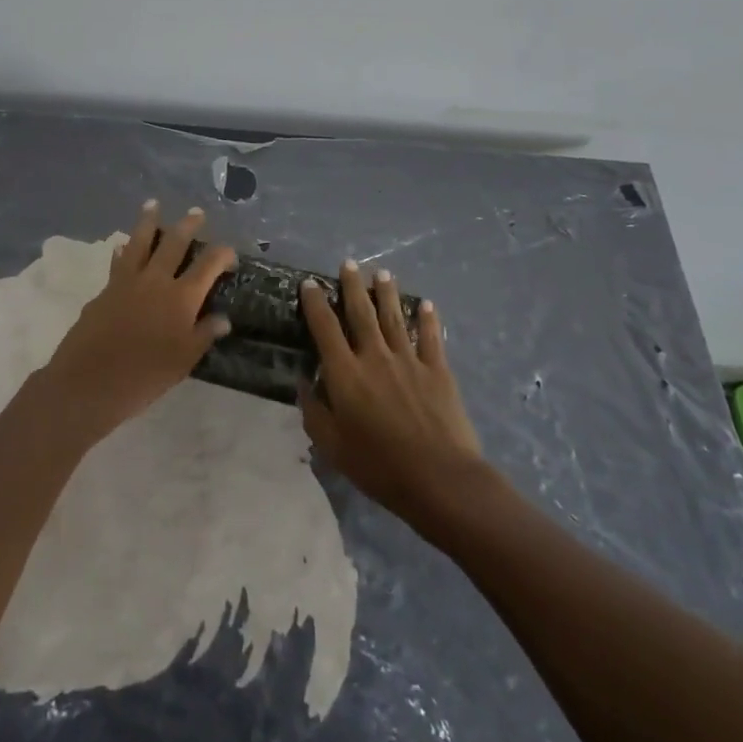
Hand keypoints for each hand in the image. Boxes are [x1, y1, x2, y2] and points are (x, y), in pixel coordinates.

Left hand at [40, 202, 236, 439]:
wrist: (89, 382)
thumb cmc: (144, 376)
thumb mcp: (184, 361)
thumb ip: (204, 334)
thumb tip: (223, 318)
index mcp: (182, 297)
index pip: (208, 265)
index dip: (222, 255)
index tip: (230, 254)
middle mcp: (156, 281)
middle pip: (174, 243)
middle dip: (188, 225)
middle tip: (196, 212)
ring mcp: (127, 282)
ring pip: (140, 242)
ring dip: (148, 222)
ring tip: (153, 205)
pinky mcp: (105, 290)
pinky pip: (118, 261)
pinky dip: (123, 250)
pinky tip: (122, 245)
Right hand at [299, 260, 486, 524]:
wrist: (439, 478)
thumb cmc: (379, 466)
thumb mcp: (332, 446)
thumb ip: (314, 411)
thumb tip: (304, 382)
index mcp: (346, 374)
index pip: (325, 328)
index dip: (315, 303)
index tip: (309, 284)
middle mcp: (375, 357)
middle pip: (361, 313)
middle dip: (352, 286)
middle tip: (348, 264)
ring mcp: (409, 360)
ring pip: (394, 318)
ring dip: (387, 294)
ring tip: (382, 273)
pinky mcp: (437, 370)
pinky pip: (431, 337)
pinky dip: (428, 319)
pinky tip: (427, 304)